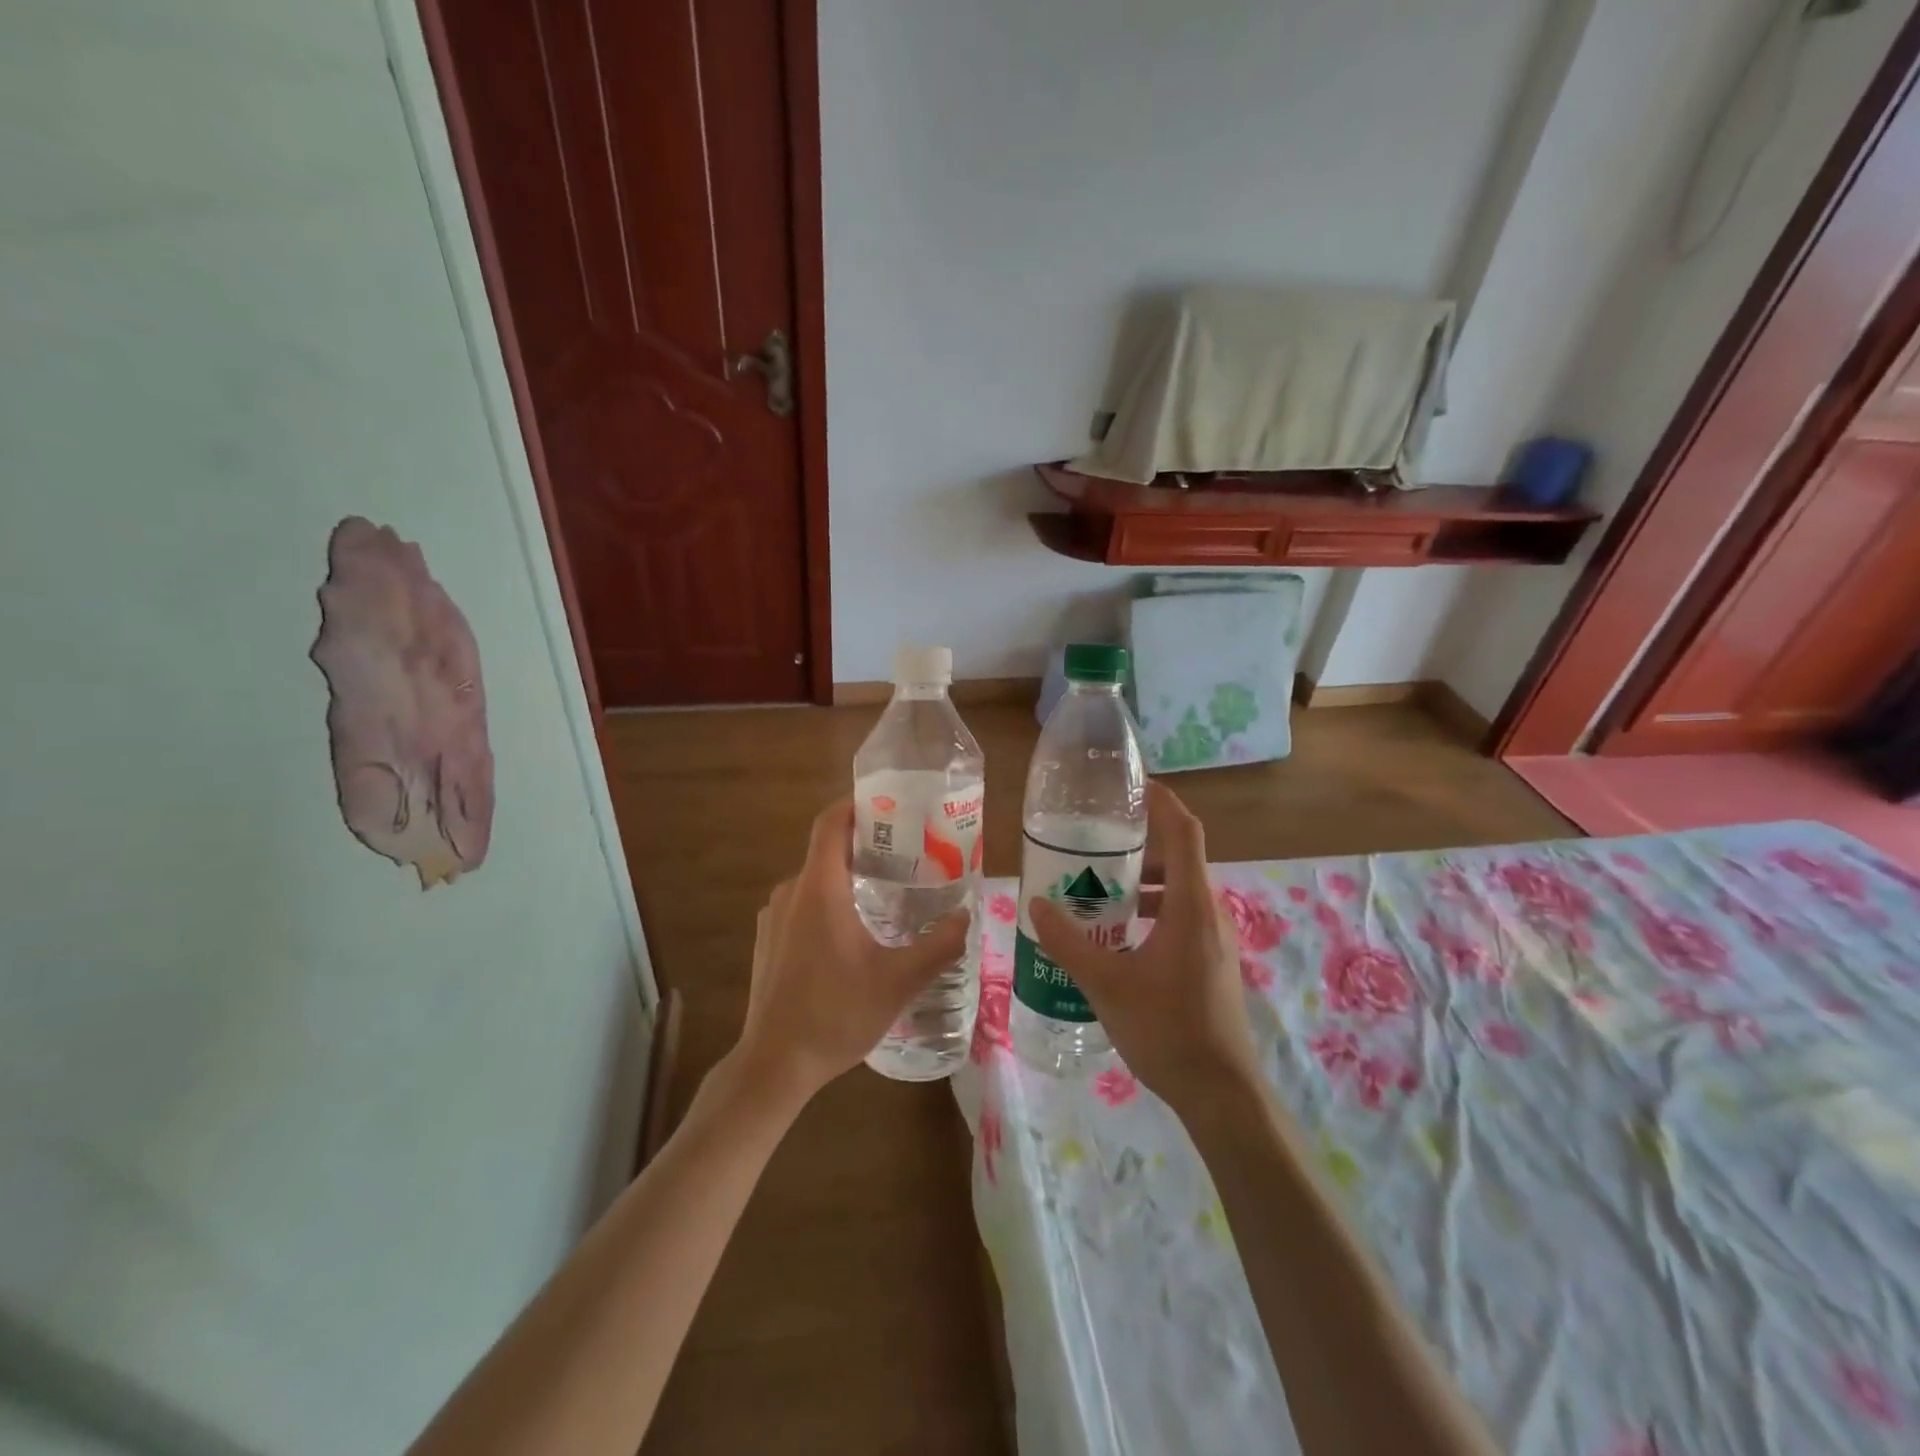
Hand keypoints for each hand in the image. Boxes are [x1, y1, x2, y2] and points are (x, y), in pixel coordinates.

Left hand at [734, 799, 969, 1102]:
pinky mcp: (767, 941)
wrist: (774, 1065)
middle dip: (865, 846)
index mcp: (819, 889)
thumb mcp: (898, 982)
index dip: (855, 804)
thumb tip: (966, 917)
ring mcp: (773, 918)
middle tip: (908, 856)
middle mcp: (790, 893)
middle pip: (827, 850)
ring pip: (816, 881)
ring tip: (889, 895)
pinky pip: (802, 905)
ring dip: (848, 878)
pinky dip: (829, 903)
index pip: (830, 823)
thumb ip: (938, 947)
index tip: (889, 804)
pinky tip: (855, 935)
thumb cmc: (835, 1015)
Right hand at [1029, 781, 1260, 1114]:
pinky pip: (1179, 915)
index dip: (1161, 801)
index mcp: (1190, 906)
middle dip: (1137, 843)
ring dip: (1141, 880)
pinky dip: (1149, 908)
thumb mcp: (1106, 985)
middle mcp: (1208, 912)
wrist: (1221, 1093)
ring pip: (1178, 889)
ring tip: (1095, 886)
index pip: (1184, 832)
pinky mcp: (1210, 960)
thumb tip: (1035, 903)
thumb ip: (1068, 942)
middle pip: (1178, 857)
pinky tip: (1115, 934)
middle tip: (1092, 842)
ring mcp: (1214, 938)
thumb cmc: (1167, 1031)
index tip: (1130, 785)